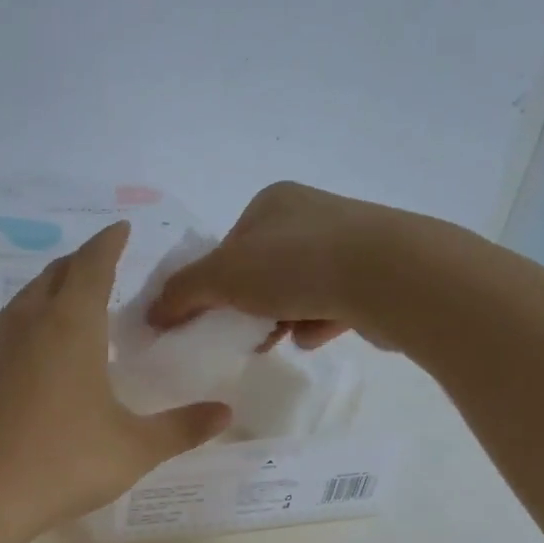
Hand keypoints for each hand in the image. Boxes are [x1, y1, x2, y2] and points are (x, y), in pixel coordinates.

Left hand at [0, 222, 232, 541]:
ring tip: (72, 301)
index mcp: (71, 324)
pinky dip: (28, 316)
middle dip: (82, 262)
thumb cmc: (63, 463)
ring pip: (26, 296)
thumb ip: (183, 428)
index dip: (109, 242)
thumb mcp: (134, 448)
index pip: (92, 264)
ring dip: (52, 287)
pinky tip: (35, 344)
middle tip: (104, 265)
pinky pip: (6, 322)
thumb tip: (226, 413)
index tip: (121, 229)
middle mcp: (28, 320)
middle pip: (56, 273)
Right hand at [146, 182, 409, 349]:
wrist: (391, 277)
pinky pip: (332, 305)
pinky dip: (317, 323)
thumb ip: (182, 293)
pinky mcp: (377, 276)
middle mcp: (312, 215)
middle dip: (249, 304)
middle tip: (243, 333)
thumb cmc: (296, 265)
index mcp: (273, 202)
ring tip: (279, 340)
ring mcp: (350, 243)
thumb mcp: (223, 276)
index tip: (211, 314)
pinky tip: (314, 337)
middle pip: (263, 269)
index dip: (214, 282)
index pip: (229, 245)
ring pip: (298, 289)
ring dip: (282, 317)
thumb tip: (151, 314)